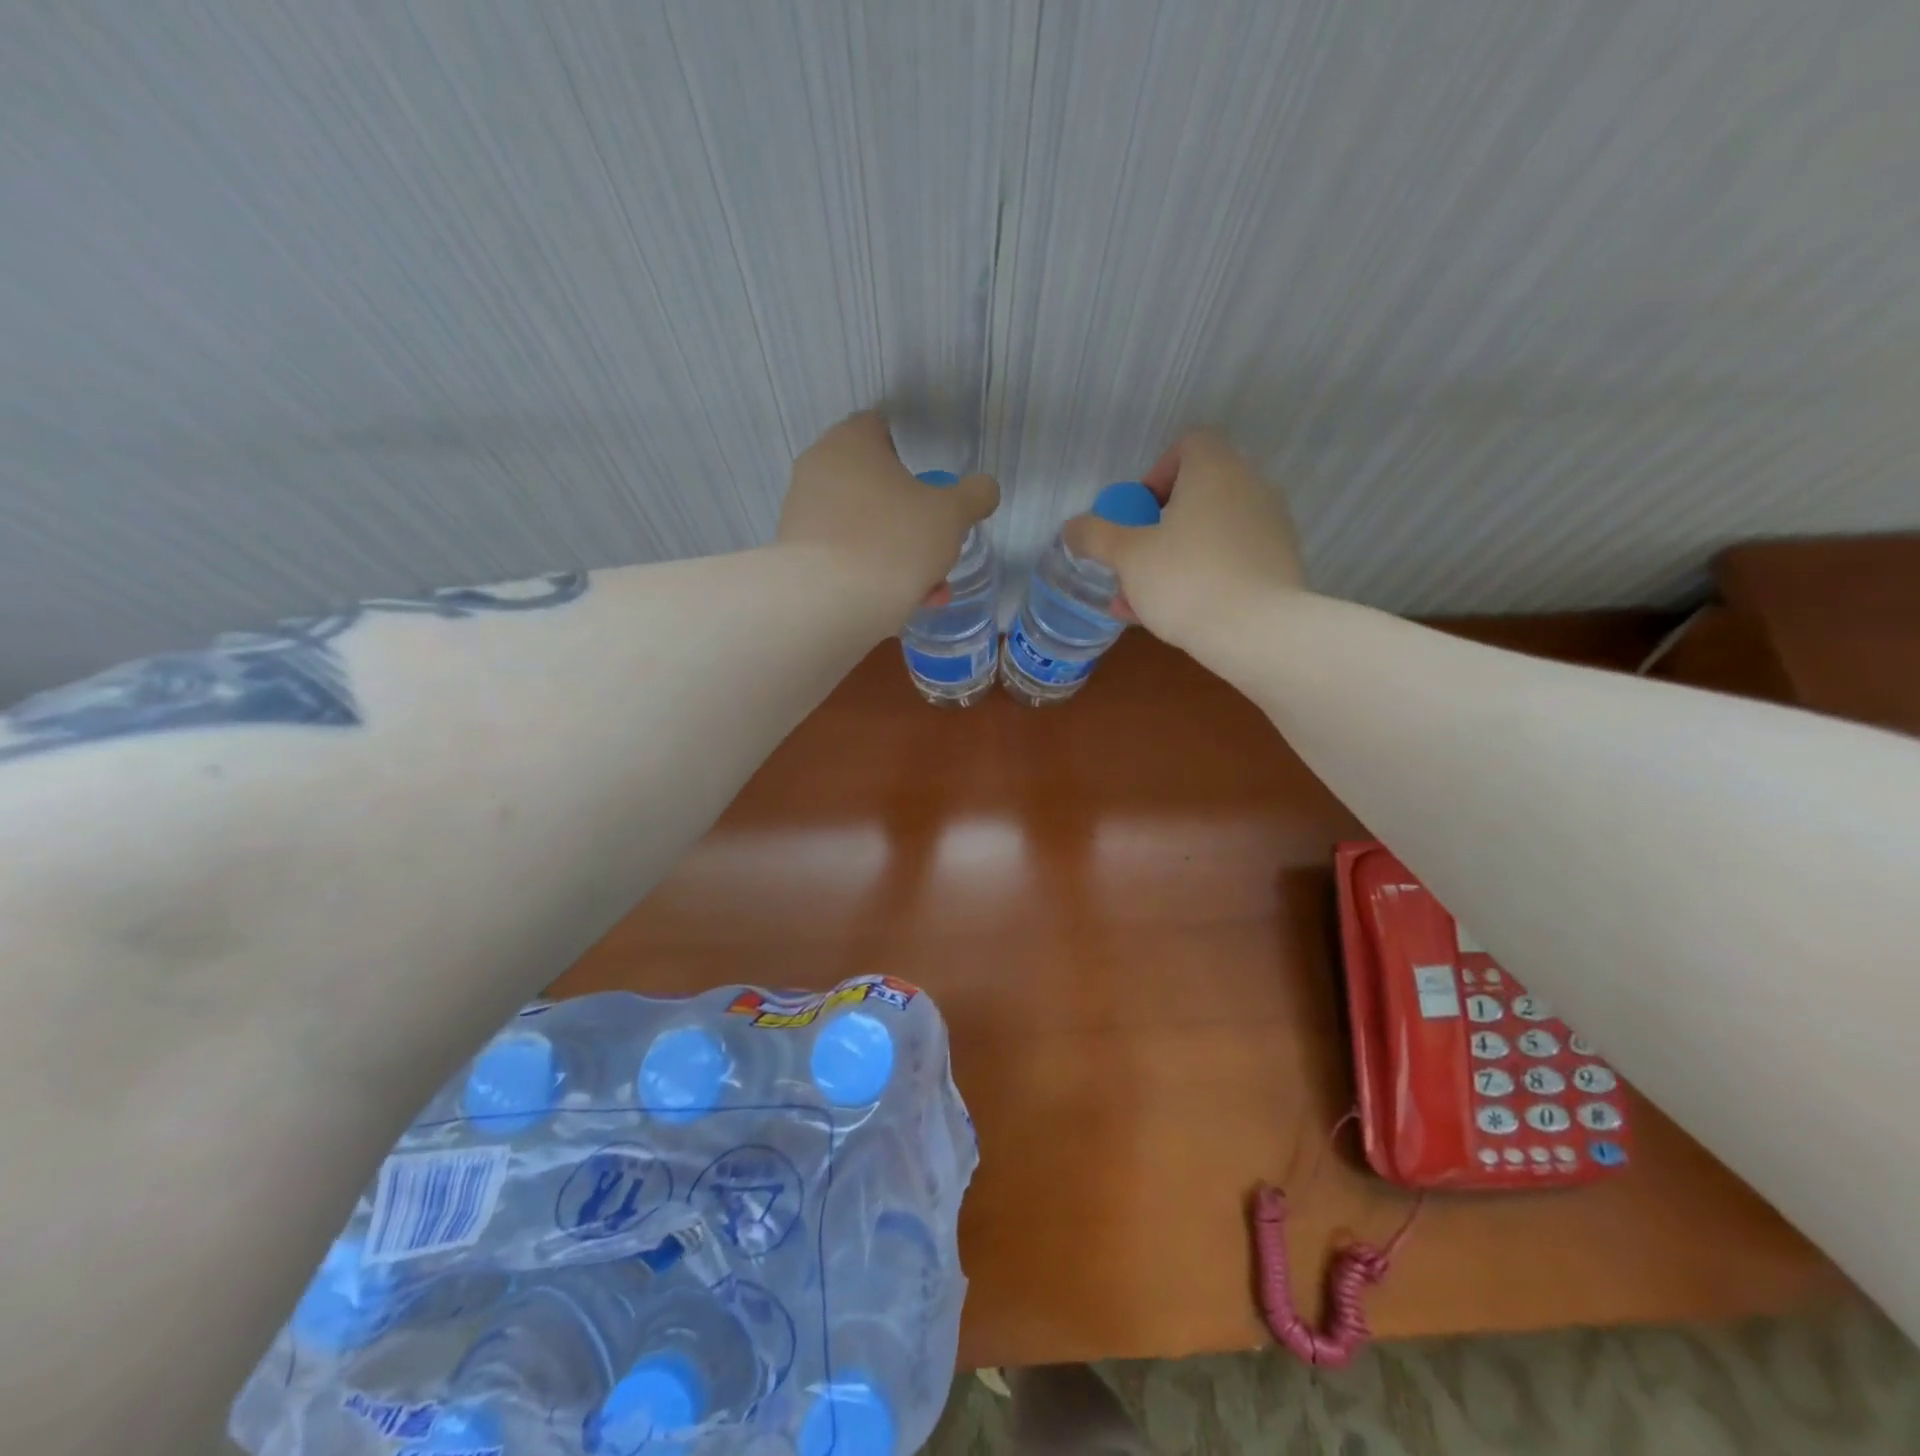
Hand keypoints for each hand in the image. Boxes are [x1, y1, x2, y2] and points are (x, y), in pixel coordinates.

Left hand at [777, 411, 999, 623]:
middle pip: (875, 486)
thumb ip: (974, 495)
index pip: (881, 428)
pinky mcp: (795, 555)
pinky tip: (898, 605)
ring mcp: (802, 513)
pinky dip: (871, 574)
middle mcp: (818, 469)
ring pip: (863, 527)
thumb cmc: (894, 541)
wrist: (828, 604)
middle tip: (938, 549)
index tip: (931, 485)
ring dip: (898, 554)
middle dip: (911, 520)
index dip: (911, 452)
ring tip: (928, 591)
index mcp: (851, 442)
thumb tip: (984, 488)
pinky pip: (844, 556)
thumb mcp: (951, 515)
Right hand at [1064, 429, 1305, 650]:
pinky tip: (1175, 616)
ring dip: (1174, 559)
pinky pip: (1231, 561)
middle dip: (1158, 529)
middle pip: (1197, 495)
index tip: (1136, 516)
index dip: (1155, 475)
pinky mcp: (1280, 565)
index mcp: (1216, 471)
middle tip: (1133, 563)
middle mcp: (1250, 488)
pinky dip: (1203, 577)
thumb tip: (1072, 527)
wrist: (1259, 633)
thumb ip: (1095, 536)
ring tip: (1142, 601)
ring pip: (1211, 534)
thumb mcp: (1127, 557)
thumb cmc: (1186, 580)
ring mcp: (1271, 527)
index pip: (1188, 445)